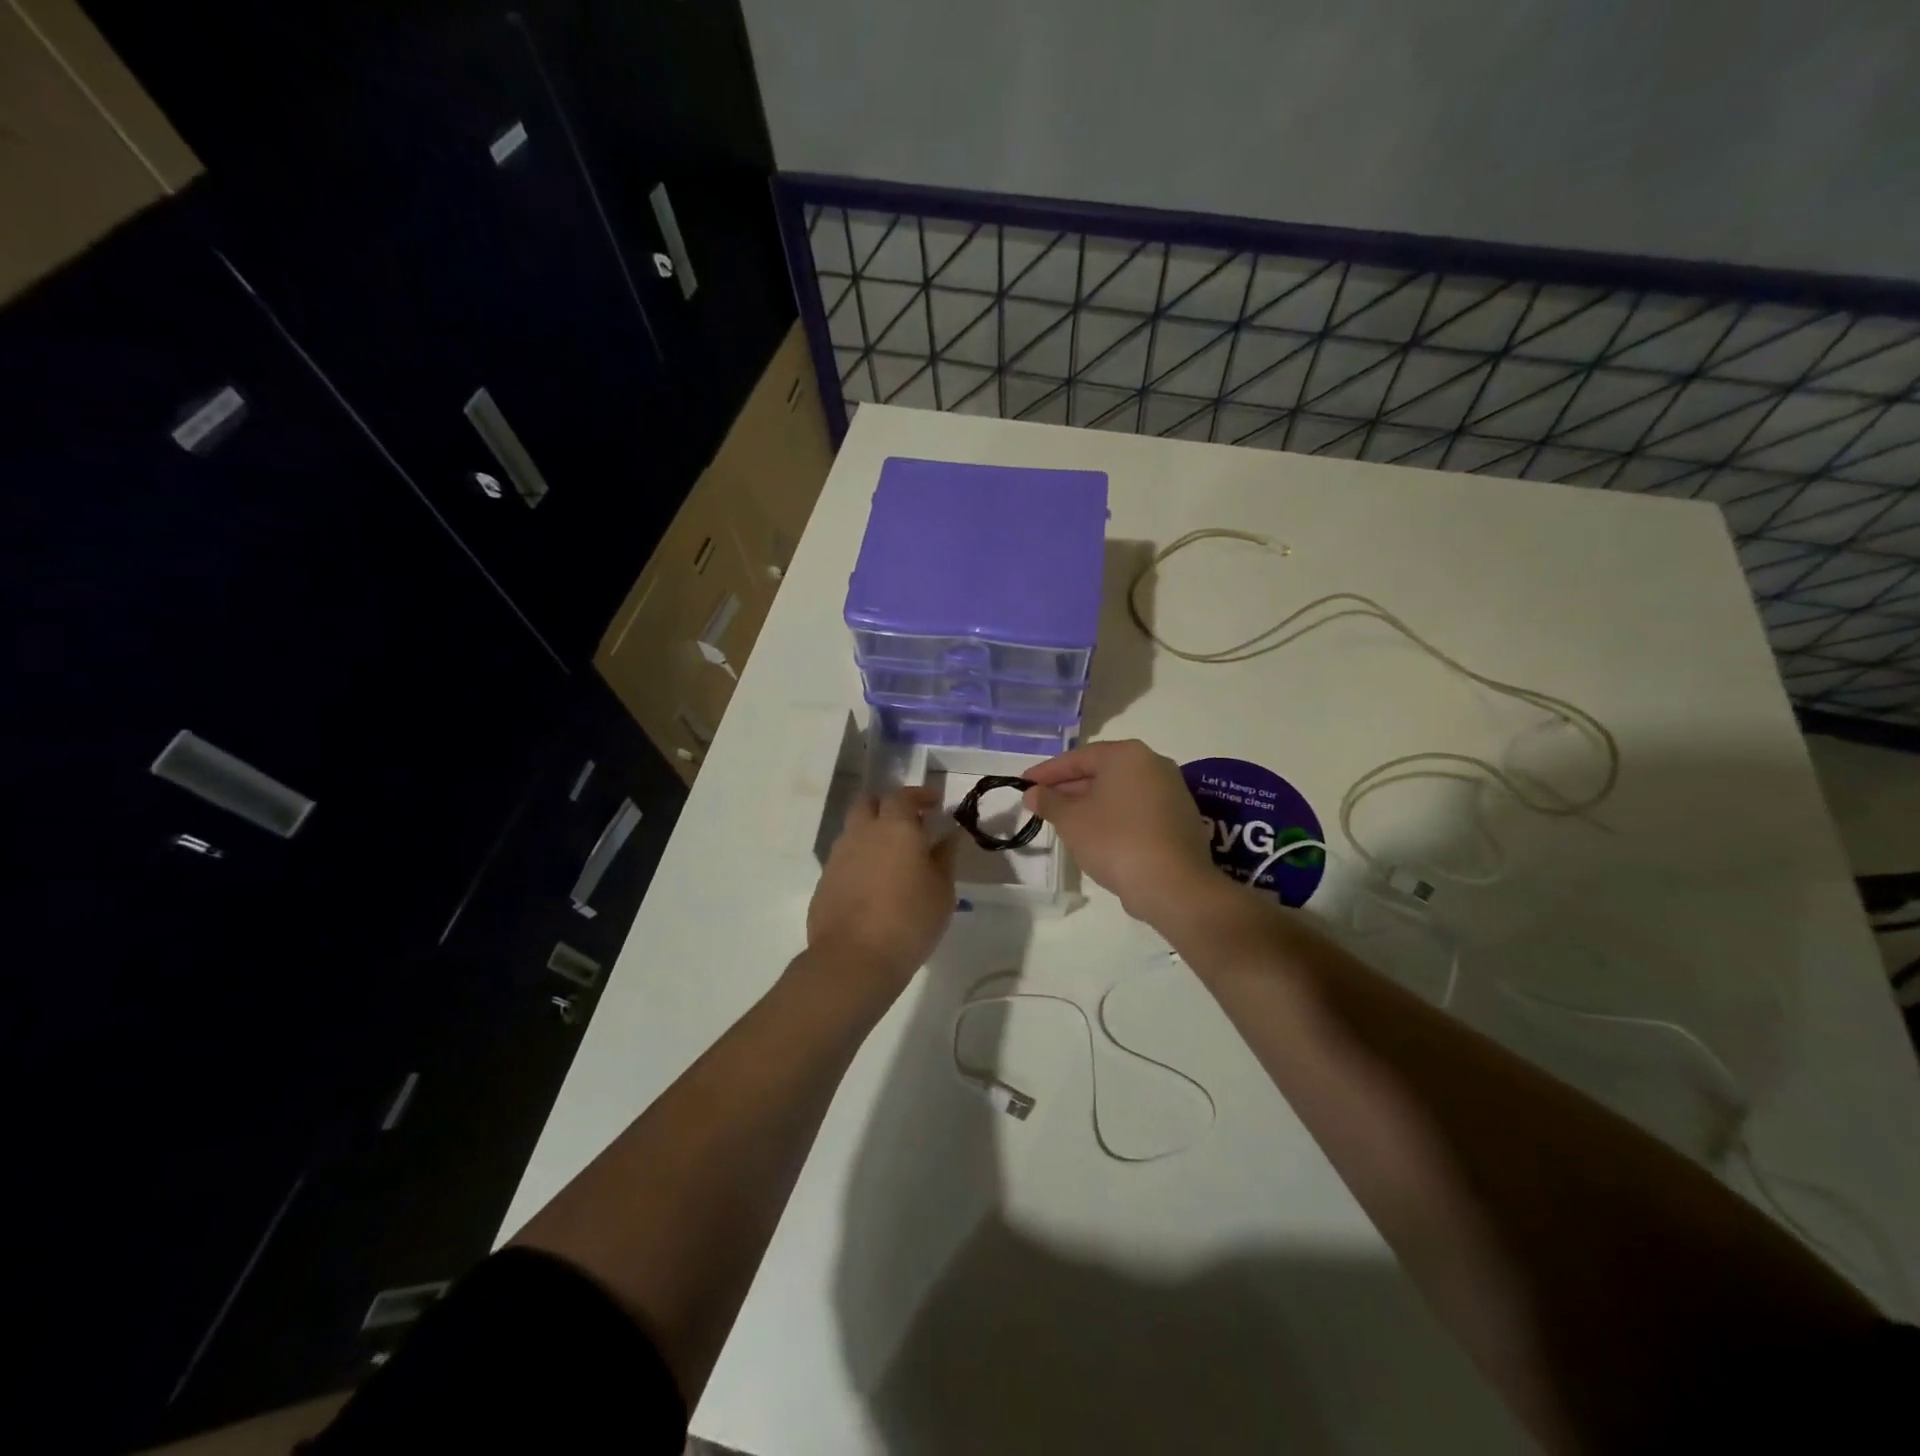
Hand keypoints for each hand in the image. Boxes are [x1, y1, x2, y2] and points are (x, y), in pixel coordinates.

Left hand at [807, 787, 957, 989]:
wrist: (854, 959)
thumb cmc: (910, 921)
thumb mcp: (942, 890)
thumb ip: (945, 857)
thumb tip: (949, 835)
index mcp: (895, 827)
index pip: (903, 795)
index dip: (919, 796)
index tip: (934, 803)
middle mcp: (862, 832)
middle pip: (868, 802)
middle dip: (888, 805)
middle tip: (909, 823)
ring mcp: (838, 855)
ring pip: (854, 829)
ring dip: (872, 832)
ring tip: (892, 856)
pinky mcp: (825, 880)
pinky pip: (845, 857)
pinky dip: (860, 859)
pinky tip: (874, 883)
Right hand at [1023, 739, 1220, 927]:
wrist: (1173, 885)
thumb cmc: (1115, 841)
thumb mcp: (1071, 820)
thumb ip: (1048, 802)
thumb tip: (1032, 793)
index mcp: (1127, 755)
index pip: (1077, 758)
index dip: (1046, 773)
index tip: (1023, 784)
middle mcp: (1154, 764)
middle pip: (1101, 772)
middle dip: (1068, 789)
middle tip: (1041, 804)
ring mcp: (1172, 792)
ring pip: (1119, 793)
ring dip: (1090, 804)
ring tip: (1064, 822)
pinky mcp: (1180, 819)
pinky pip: (1136, 810)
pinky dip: (1113, 817)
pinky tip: (1096, 836)